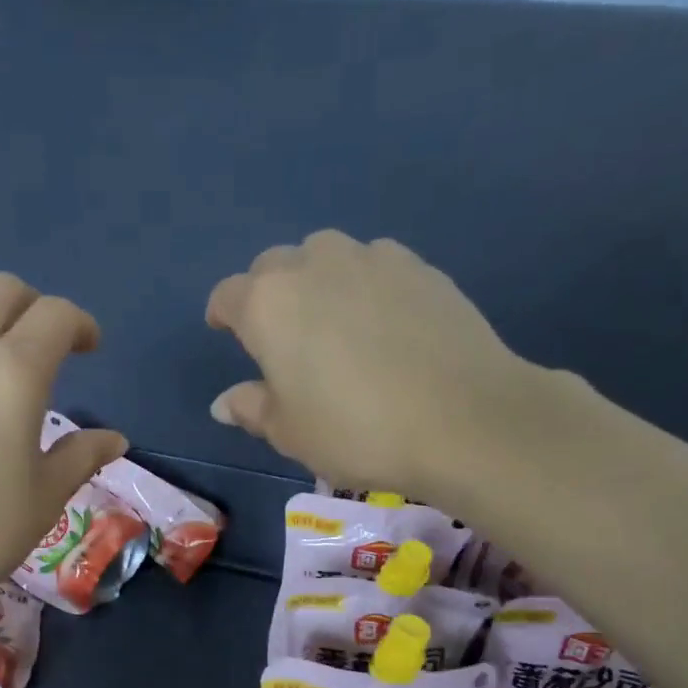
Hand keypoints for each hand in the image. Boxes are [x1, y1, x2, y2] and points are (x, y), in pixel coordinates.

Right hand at [206, 230, 526, 496]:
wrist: (464, 418)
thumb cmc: (356, 430)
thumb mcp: (290, 432)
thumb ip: (252, 408)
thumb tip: (224, 402)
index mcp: (267, 304)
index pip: (228, 296)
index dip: (223, 315)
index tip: (226, 332)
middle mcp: (312, 265)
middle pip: (274, 265)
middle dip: (268, 293)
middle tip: (282, 335)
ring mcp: (370, 258)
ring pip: (326, 255)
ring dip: (317, 280)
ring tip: (334, 322)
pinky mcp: (419, 266)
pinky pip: (375, 264)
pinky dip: (365, 284)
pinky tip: (383, 322)